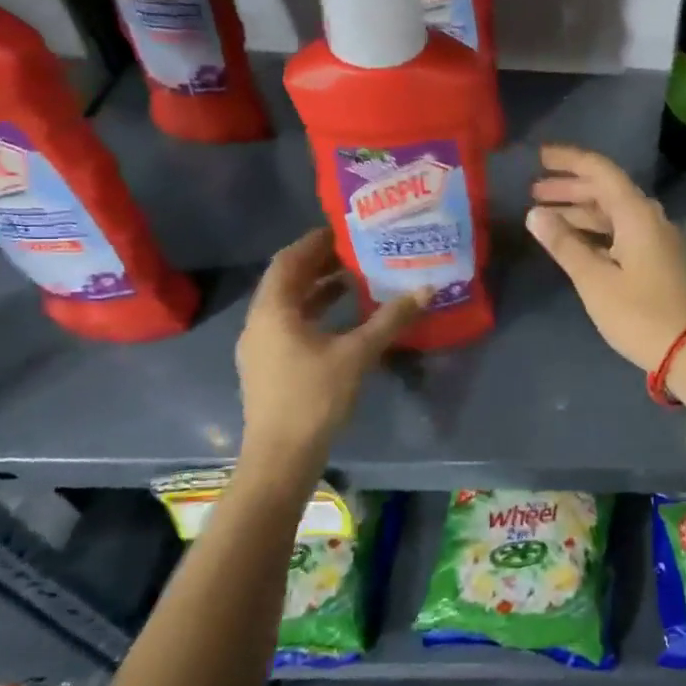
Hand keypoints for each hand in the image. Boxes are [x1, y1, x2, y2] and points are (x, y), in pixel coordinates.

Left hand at [234, 228, 424, 491]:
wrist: (281, 456)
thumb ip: (391, 319)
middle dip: (319, 263)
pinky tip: (343, 319)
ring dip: (318, 288)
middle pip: (287, 280)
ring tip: (354, 278)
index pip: (289, 260)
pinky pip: (290, 324)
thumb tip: (426, 288)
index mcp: (273, 310)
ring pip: (288, 304)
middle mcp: (259, 322)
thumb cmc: (315, 397)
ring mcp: (260, 346)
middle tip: (355, 250)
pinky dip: (315, 312)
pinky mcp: (268, 366)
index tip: (344, 229)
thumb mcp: (358, 354)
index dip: (315, 241)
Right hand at [527, 144, 685, 371]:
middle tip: (533, 190)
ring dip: (580, 210)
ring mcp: (655, 238)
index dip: (569, 160)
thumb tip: (535, 213)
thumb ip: (564, 244)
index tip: (539, 156)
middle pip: (606, 190)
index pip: (600, 170)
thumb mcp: (595, 281)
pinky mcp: (657, 258)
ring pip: (612, 212)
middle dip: (569, 187)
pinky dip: (595, 231)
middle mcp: (649, 217)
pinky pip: (621, 231)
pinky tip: (573, 240)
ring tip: (544, 215)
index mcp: (636, 214)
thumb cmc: (639, 314)